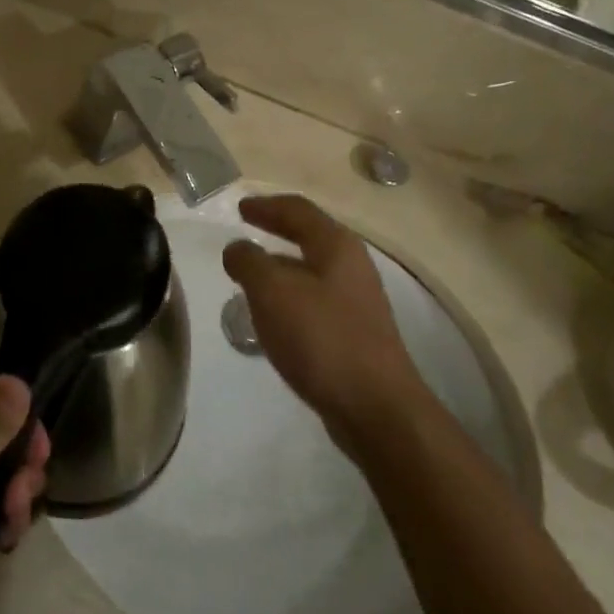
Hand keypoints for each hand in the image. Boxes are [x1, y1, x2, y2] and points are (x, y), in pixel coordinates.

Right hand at [221, 196, 422, 442]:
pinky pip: (315, 301)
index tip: (240, 208)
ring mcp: (357, 301)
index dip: (267, 206)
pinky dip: (290, 297)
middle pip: (309, 236)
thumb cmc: (322, 338)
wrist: (376, 407)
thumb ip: (249, 263)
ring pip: (311, 271)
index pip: (298, 210)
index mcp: (336, 246)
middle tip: (246, 232)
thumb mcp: (272, 292)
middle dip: (277, 232)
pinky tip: (273, 317)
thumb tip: (237, 248)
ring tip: (251, 277)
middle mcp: (352, 266)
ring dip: (281, 267)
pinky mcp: (355, 333)